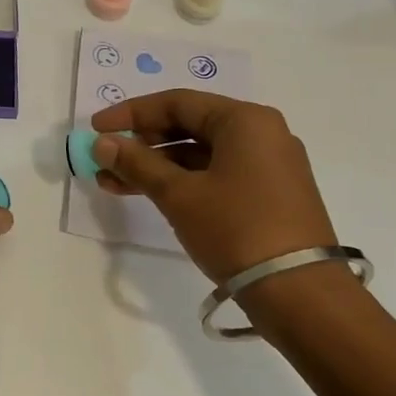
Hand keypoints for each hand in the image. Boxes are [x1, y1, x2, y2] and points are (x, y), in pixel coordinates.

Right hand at [90, 90, 336, 287]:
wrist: (299, 292)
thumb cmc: (236, 229)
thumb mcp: (179, 194)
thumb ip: (137, 163)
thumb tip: (102, 142)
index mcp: (245, 121)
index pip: (177, 103)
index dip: (131, 113)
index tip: (96, 128)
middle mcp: (261, 134)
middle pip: (189, 126)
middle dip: (141, 143)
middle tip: (104, 159)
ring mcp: (267, 166)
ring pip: (199, 154)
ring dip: (155, 166)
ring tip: (112, 184)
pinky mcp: (266, 195)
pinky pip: (214, 175)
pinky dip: (180, 182)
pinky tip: (147, 195)